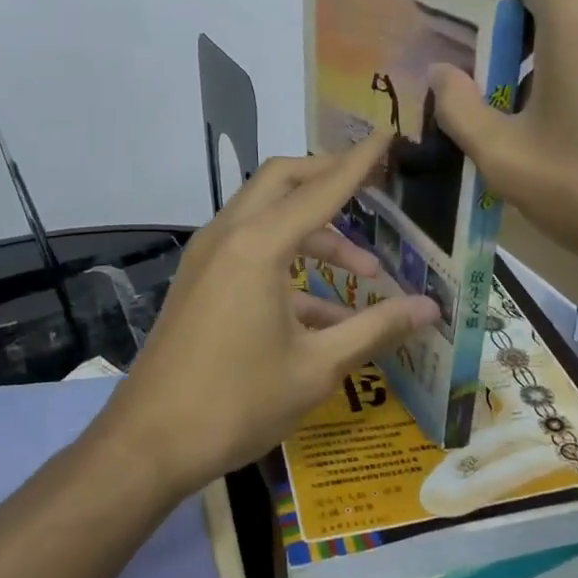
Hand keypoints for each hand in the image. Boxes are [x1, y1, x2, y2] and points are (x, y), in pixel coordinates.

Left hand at [101, 132, 439, 494]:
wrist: (148, 443)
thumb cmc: (237, 403)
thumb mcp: (316, 368)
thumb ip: (375, 329)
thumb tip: (429, 309)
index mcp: (258, 247)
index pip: (320, 189)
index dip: (358, 162)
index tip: (387, 134)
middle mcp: (229, 236)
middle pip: (282, 181)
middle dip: (328, 179)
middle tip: (373, 190)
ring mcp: (207, 256)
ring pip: (266, 216)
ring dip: (314, 231)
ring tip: (364, 272)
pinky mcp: (199, 280)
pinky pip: (249, 251)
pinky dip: (287, 263)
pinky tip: (323, 310)